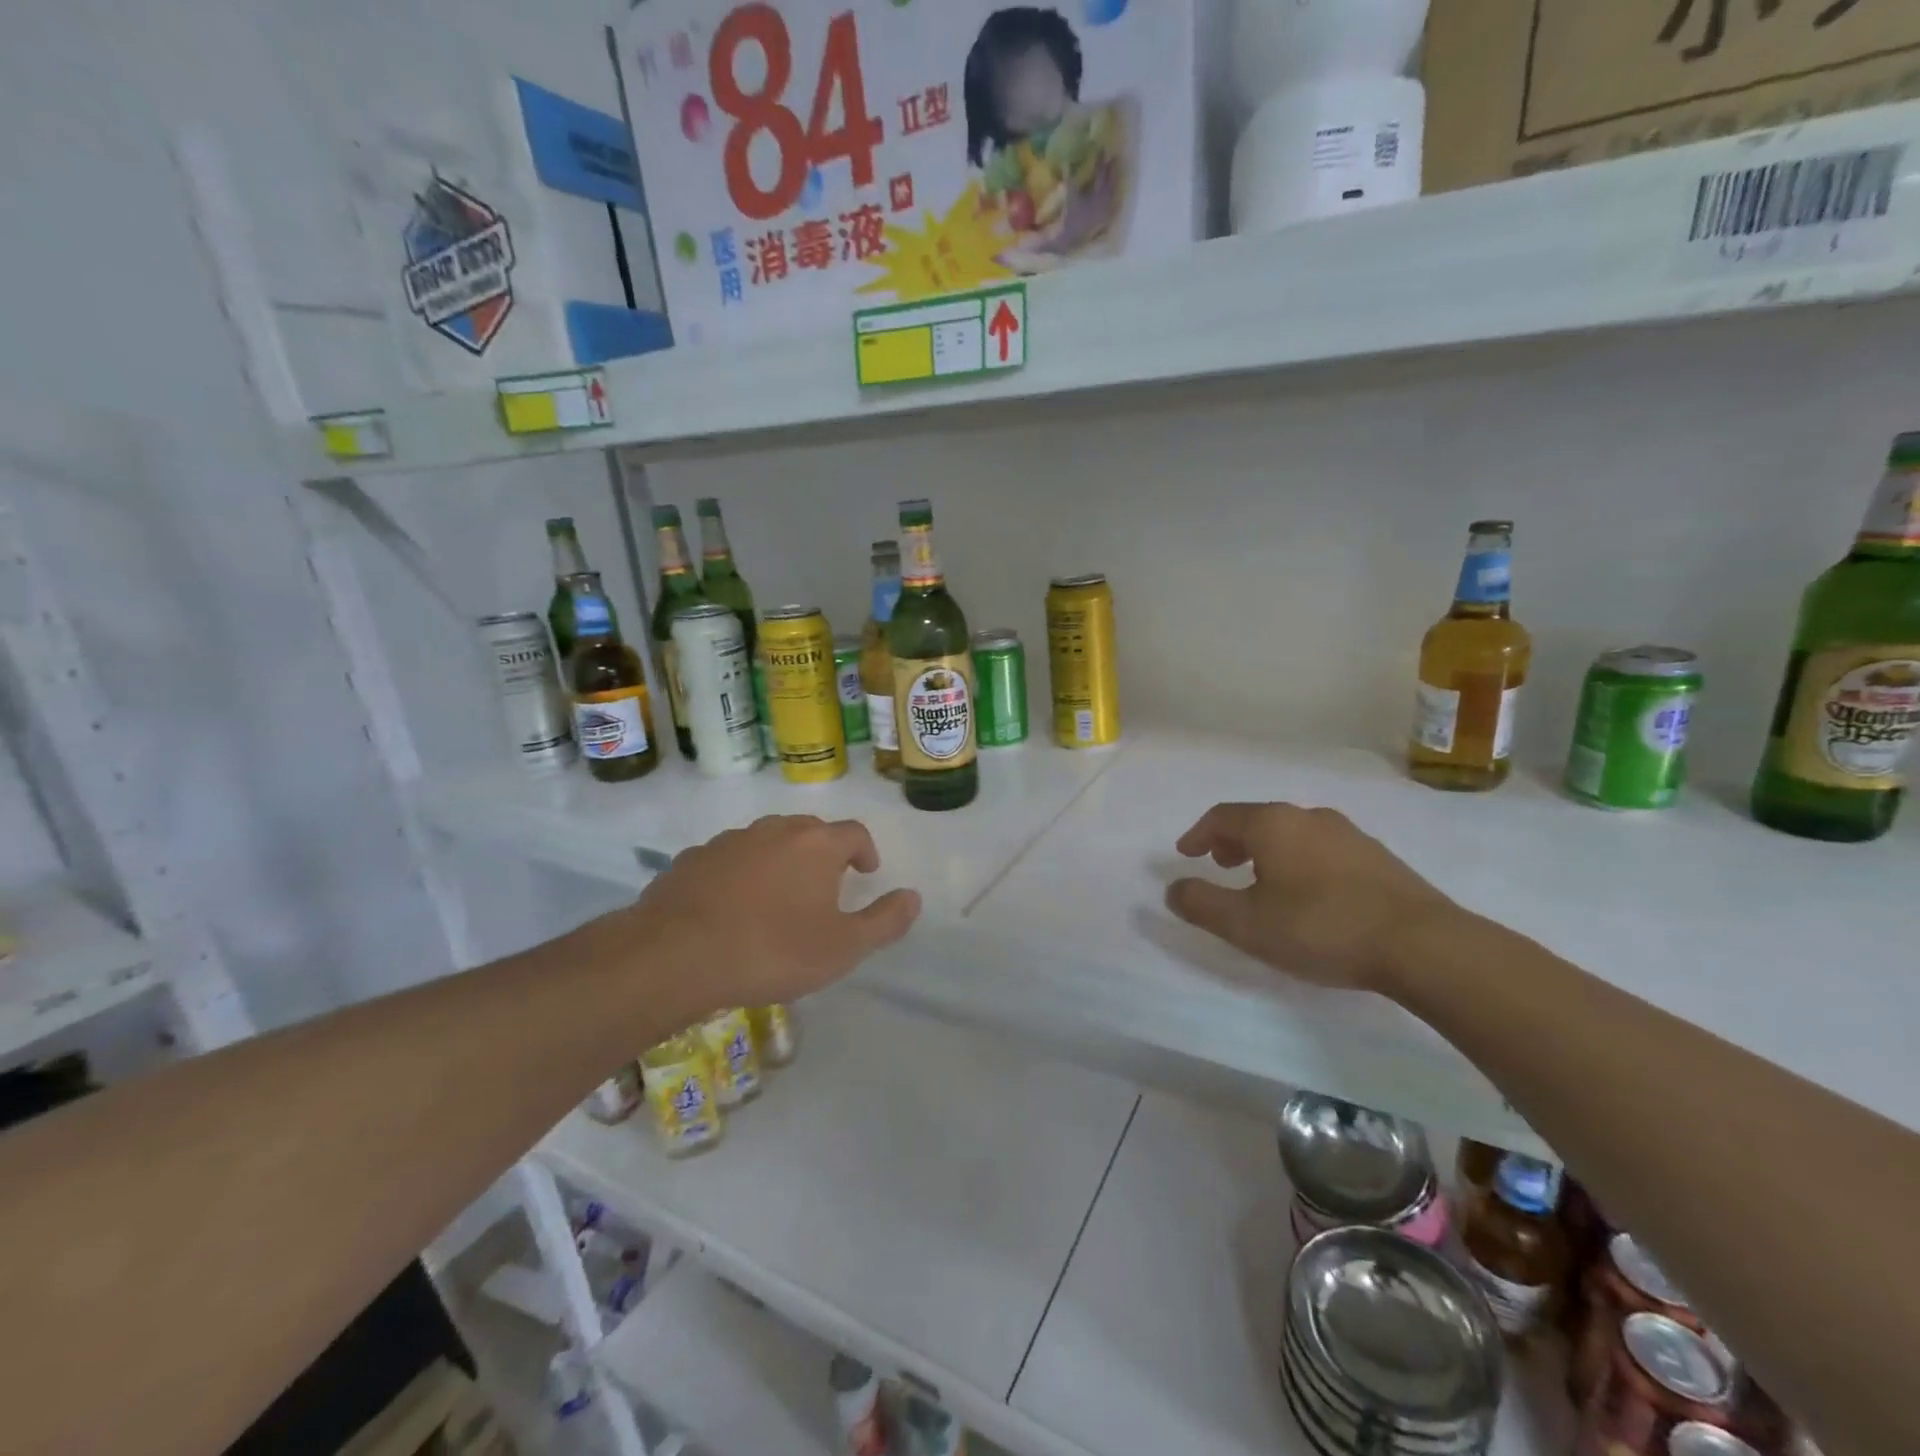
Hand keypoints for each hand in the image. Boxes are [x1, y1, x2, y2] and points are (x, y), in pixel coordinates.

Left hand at [632, 815, 920, 1016]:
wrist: (675, 956)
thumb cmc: (772, 950)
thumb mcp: (843, 948)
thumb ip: (885, 922)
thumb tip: (914, 897)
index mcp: (816, 844)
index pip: (854, 833)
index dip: (865, 851)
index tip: (866, 872)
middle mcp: (775, 830)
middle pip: (809, 831)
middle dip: (823, 853)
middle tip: (825, 885)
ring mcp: (730, 841)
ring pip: (766, 842)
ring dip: (780, 861)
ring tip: (778, 898)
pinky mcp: (692, 859)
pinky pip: (728, 860)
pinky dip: (740, 874)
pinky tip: (732, 907)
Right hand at [1166, 802, 1455, 992]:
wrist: (1422, 944)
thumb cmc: (1321, 927)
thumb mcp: (1246, 924)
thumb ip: (1202, 904)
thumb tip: (1173, 888)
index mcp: (1273, 824)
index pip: (1222, 816)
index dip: (1198, 834)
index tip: (1185, 854)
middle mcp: (1309, 817)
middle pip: (1258, 819)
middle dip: (1232, 840)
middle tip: (1221, 864)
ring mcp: (1349, 834)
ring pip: (1293, 833)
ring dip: (1267, 851)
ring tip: (1262, 881)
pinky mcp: (1378, 857)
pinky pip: (1322, 849)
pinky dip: (1299, 861)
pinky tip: (1308, 894)